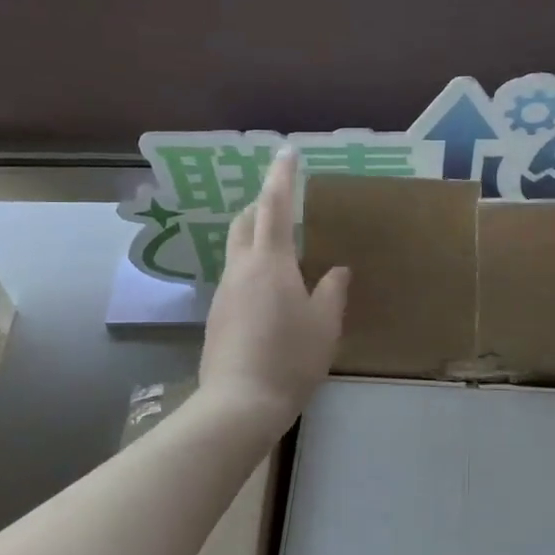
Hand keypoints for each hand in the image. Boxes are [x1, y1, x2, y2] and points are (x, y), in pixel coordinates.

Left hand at [199, 149, 348, 432]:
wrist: (239, 403)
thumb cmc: (290, 358)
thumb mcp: (324, 325)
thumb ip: (332, 291)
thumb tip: (337, 270)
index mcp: (270, 263)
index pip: (274, 206)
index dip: (281, 176)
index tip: (287, 151)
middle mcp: (241, 269)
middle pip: (245, 222)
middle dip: (262, 205)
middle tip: (284, 203)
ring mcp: (224, 292)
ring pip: (237, 249)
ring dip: (255, 237)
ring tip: (281, 249)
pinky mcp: (217, 315)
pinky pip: (235, 277)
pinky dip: (252, 267)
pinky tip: (269, 292)